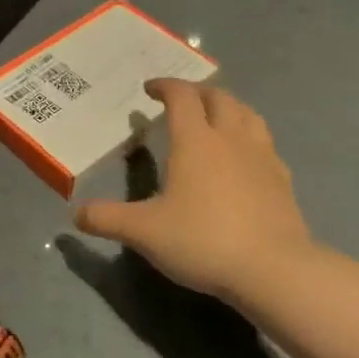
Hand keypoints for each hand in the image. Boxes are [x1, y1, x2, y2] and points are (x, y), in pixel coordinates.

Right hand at [73, 80, 318, 303]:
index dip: (165, 86)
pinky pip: (266, 143)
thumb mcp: (145, 232)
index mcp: (196, 140)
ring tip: (216, 117)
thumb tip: (75, 213)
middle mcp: (230, 138)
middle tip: (181, 101)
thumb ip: (107, 219)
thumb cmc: (203, 241)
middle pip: (218, 97)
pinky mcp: (283, 180)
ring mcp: (262, 157)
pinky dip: (250, 137)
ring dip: (228, 107)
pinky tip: (245, 156)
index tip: (149, 90)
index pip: (181, 96)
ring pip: (248, 114)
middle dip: (197, 92)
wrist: (274, 271)